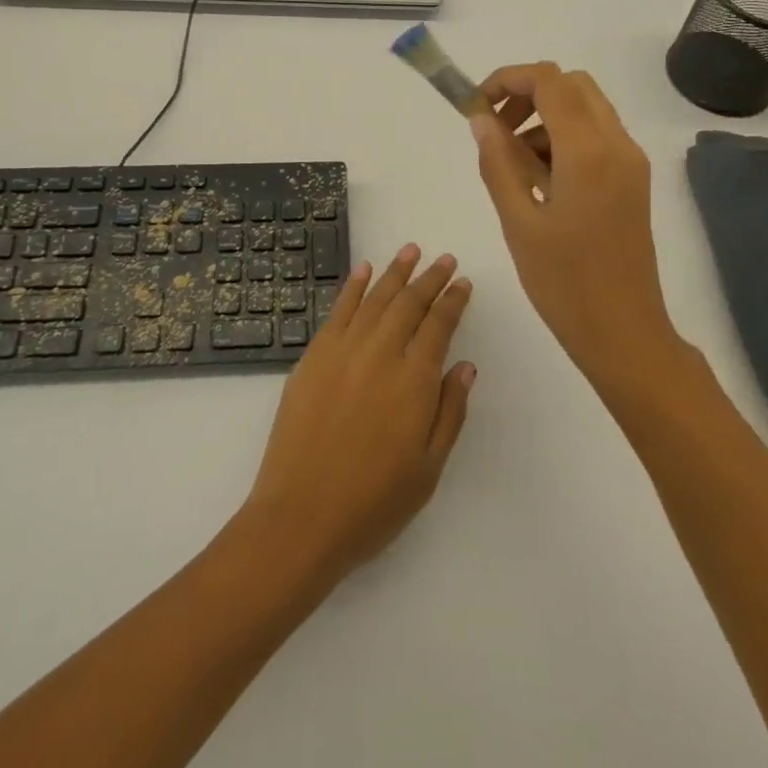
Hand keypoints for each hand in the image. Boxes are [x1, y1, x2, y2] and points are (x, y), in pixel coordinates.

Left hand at [241, 245, 474, 585]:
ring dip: (395, 272)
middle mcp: (381, 354)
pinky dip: (353, 286)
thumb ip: (450, 411)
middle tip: (444, 260)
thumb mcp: (428, 469)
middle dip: (430, 278)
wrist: (301, 516)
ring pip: (375, 298)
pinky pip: (338, 310)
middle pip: (409, 304)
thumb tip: (466, 365)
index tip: (463, 283)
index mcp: (414, 380)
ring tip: (411, 251)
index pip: (439, 326)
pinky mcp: (314, 356)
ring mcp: (343, 350)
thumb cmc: (373, 502)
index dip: (453, 301)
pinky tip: (364, 269)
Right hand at [470, 63, 676, 376]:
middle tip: (495, 128)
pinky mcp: (633, 179)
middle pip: (571, 84)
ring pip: (586, 107)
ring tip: (513, 161)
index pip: (548, 81)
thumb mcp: (518, 222)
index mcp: (588, 152)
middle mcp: (617, 144)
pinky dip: (564, 136)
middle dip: (527, 93)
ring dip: (545, 115)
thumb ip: (498, 162)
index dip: (507, 79)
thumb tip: (480, 119)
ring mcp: (630, 161)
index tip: (476, 105)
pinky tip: (540, 179)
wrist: (625, 333)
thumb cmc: (565, 283)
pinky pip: (597, 134)